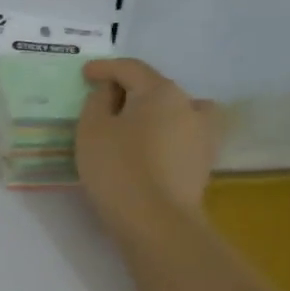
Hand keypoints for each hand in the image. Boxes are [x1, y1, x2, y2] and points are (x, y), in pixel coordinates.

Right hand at [76, 59, 218, 243]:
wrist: (157, 222)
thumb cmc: (118, 169)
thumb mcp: (92, 130)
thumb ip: (98, 101)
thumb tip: (110, 90)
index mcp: (160, 91)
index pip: (131, 69)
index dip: (105, 68)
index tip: (85, 74)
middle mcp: (189, 104)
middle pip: (155, 88)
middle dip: (130, 91)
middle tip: (104, 102)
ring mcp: (202, 134)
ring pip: (175, 110)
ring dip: (154, 112)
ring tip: (133, 126)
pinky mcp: (203, 161)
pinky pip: (182, 135)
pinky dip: (165, 134)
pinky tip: (150, 149)